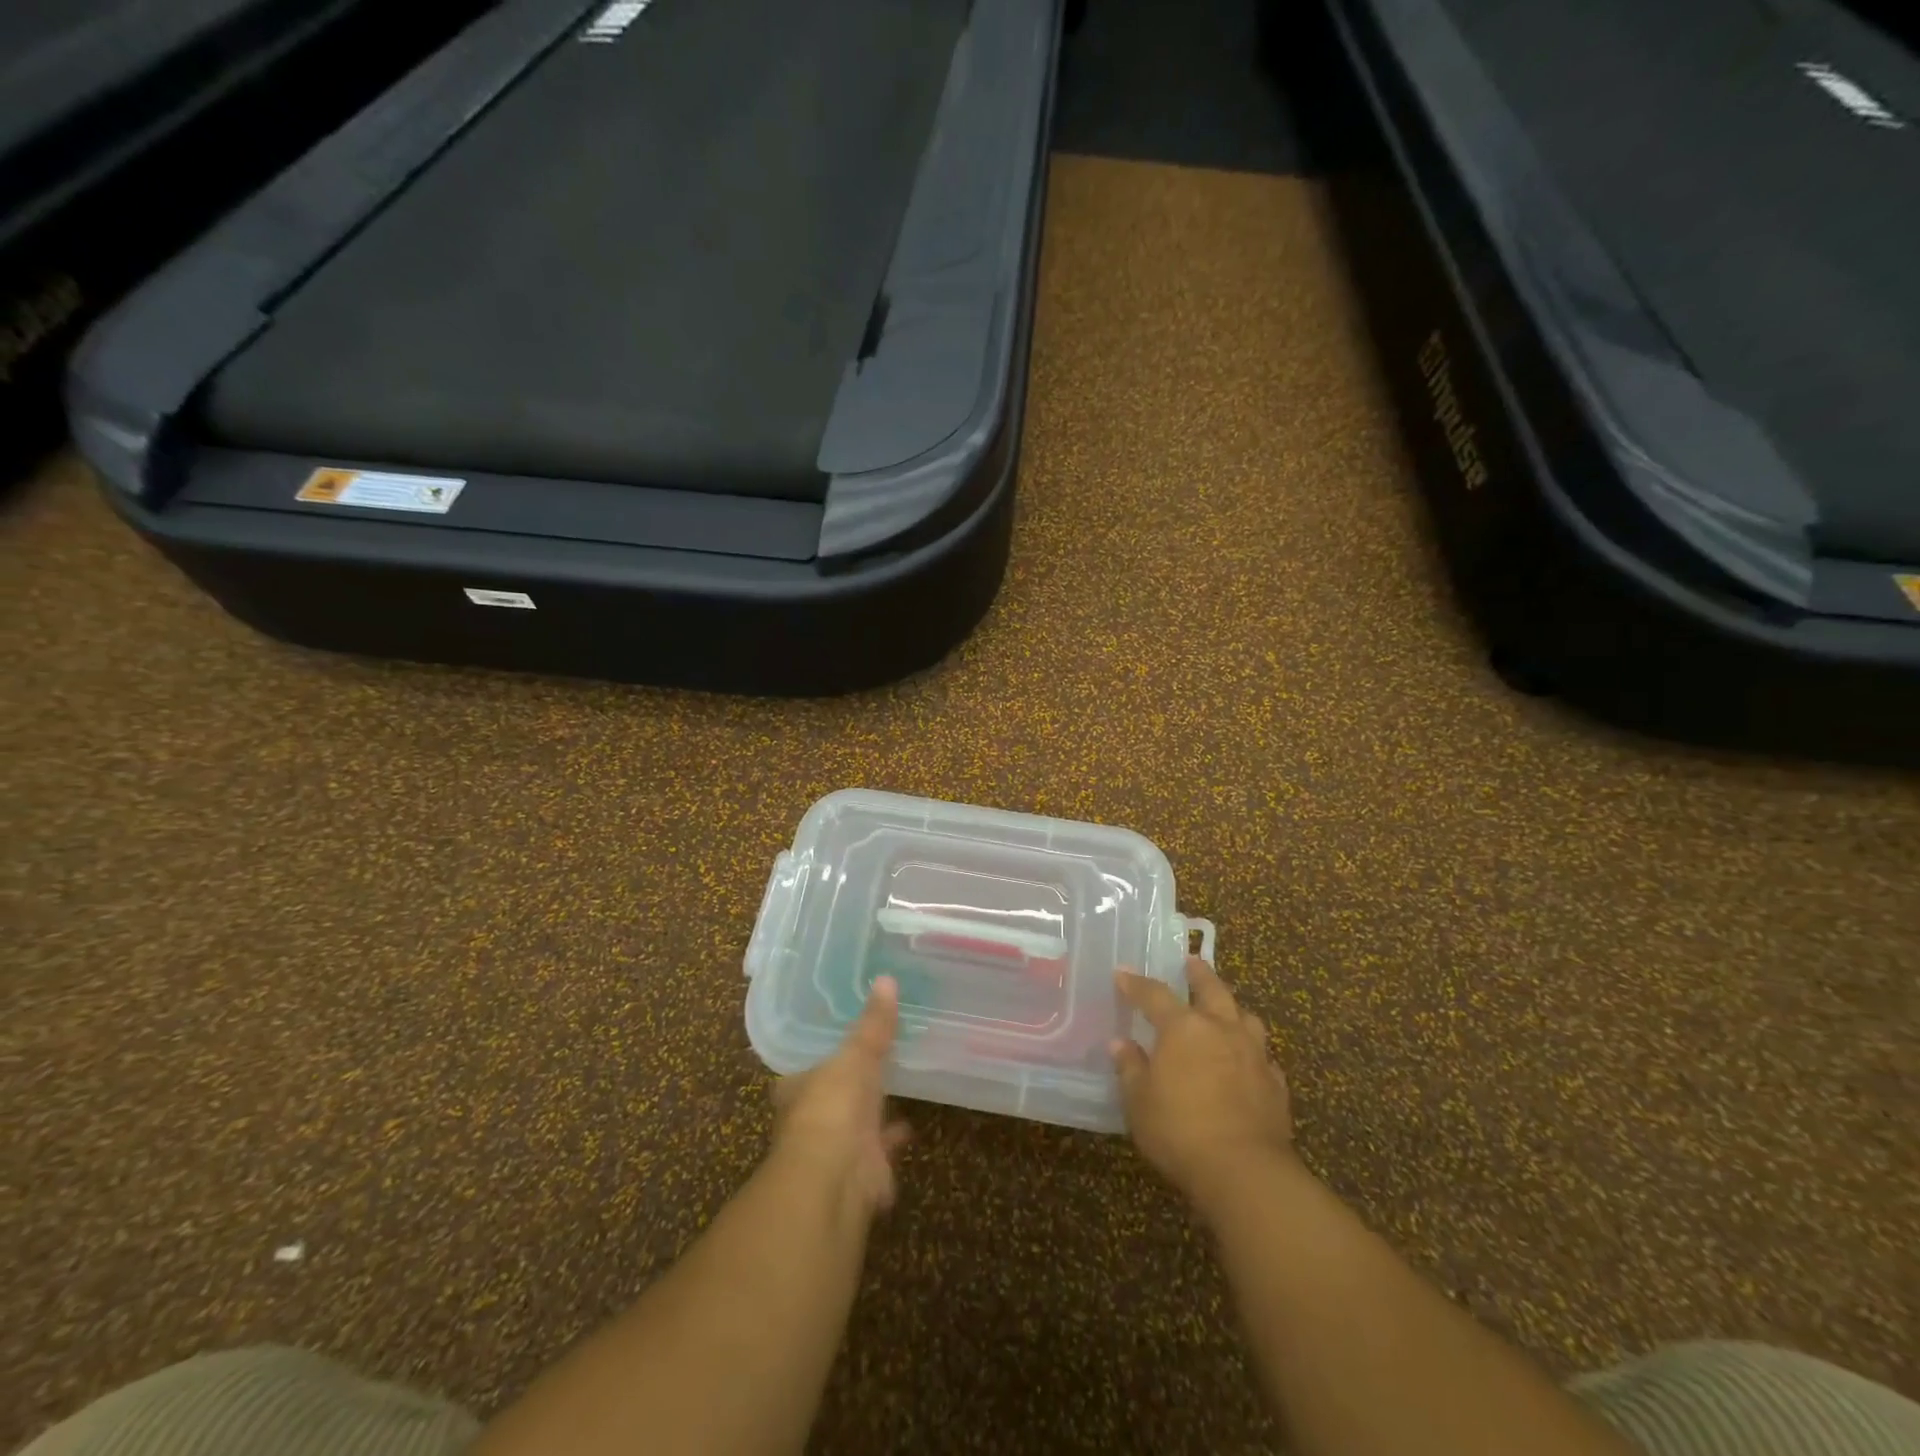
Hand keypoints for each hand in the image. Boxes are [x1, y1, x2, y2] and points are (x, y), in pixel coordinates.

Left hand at [772, 976, 910, 1218]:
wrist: (835, 1177)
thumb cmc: (833, 1107)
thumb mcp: (856, 1054)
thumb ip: (874, 1023)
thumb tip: (886, 978)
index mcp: (798, 1090)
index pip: (805, 1072)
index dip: (821, 1060)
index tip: (839, 1046)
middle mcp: (810, 1122)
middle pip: (830, 1101)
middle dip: (848, 1089)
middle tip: (872, 1067)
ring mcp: (835, 1152)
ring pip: (854, 1129)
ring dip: (871, 1116)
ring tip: (894, 1092)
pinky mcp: (861, 1175)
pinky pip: (880, 1152)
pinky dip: (891, 1142)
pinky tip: (909, 1128)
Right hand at [1113, 958, 1294, 1208]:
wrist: (1245, 1171)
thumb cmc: (1180, 1130)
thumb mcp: (1139, 1101)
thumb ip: (1130, 1068)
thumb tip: (1121, 1044)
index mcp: (1183, 1027)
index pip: (1154, 994)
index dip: (1136, 983)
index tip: (1123, 974)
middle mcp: (1221, 1029)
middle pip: (1212, 989)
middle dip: (1199, 974)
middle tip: (1192, 962)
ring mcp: (1254, 1054)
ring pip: (1246, 1017)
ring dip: (1233, 1008)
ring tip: (1225, 1008)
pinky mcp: (1276, 1084)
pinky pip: (1263, 1056)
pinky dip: (1252, 1051)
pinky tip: (1247, 1061)